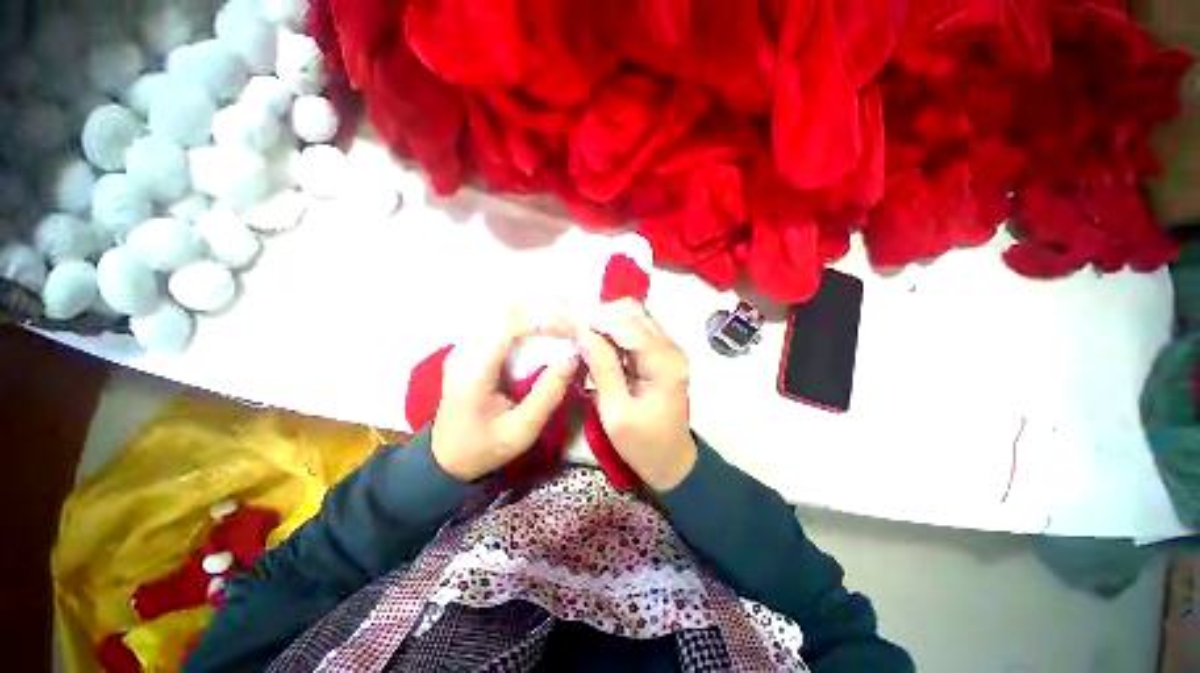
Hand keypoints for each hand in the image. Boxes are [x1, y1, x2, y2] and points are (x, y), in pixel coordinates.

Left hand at [432, 308, 578, 481]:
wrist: (444, 458)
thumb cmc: (482, 448)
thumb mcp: (519, 432)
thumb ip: (547, 396)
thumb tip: (573, 360)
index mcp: (474, 369)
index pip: (511, 325)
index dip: (545, 321)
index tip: (573, 332)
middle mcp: (466, 349)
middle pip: (509, 312)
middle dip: (546, 313)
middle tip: (573, 326)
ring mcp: (466, 346)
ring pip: (506, 314)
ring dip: (538, 316)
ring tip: (564, 327)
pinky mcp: (471, 349)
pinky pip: (502, 325)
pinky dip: (527, 325)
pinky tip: (545, 333)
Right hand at [577, 299, 697, 490]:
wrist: (672, 460)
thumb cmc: (642, 444)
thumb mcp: (615, 413)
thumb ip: (602, 369)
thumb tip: (583, 334)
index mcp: (662, 363)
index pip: (626, 323)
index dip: (595, 320)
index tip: (570, 330)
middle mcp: (670, 347)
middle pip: (632, 311)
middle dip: (600, 317)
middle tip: (577, 336)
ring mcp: (668, 348)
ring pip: (634, 315)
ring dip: (606, 322)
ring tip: (585, 340)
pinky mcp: (662, 352)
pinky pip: (636, 328)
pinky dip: (614, 330)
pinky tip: (600, 346)